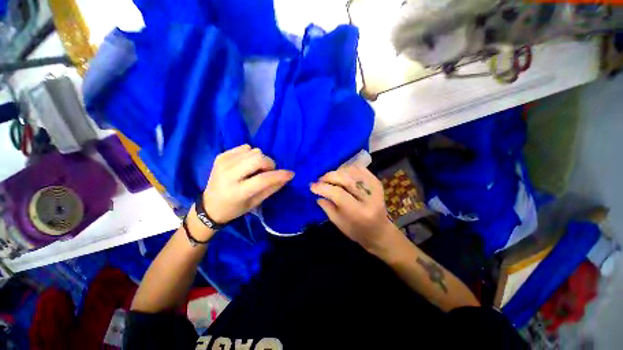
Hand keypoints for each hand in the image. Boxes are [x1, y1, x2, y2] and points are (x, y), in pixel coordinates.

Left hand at [202, 144, 293, 223]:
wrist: (210, 206)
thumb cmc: (235, 208)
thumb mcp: (255, 203)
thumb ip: (272, 188)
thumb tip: (287, 176)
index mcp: (237, 191)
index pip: (262, 179)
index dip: (279, 175)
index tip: (291, 173)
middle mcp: (228, 174)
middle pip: (258, 158)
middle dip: (269, 164)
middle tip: (268, 172)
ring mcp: (223, 162)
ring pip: (253, 150)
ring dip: (260, 160)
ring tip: (255, 170)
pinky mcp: (221, 155)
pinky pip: (245, 147)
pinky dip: (251, 155)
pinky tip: (246, 165)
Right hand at [310, 165, 400, 256]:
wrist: (380, 232)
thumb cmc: (357, 231)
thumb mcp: (339, 223)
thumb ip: (327, 207)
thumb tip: (316, 192)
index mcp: (359, 212)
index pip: (338, 193)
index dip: (323, 188)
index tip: (311, 186)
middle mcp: (369, 197)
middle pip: (345, 178)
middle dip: (329, 176)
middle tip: (320, 180)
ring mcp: (375, 187)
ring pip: (351, 171)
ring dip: (337, 172)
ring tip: (330, 179)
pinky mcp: (376, 182)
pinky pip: (359, 169)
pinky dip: (347, 169)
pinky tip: (341, 175)